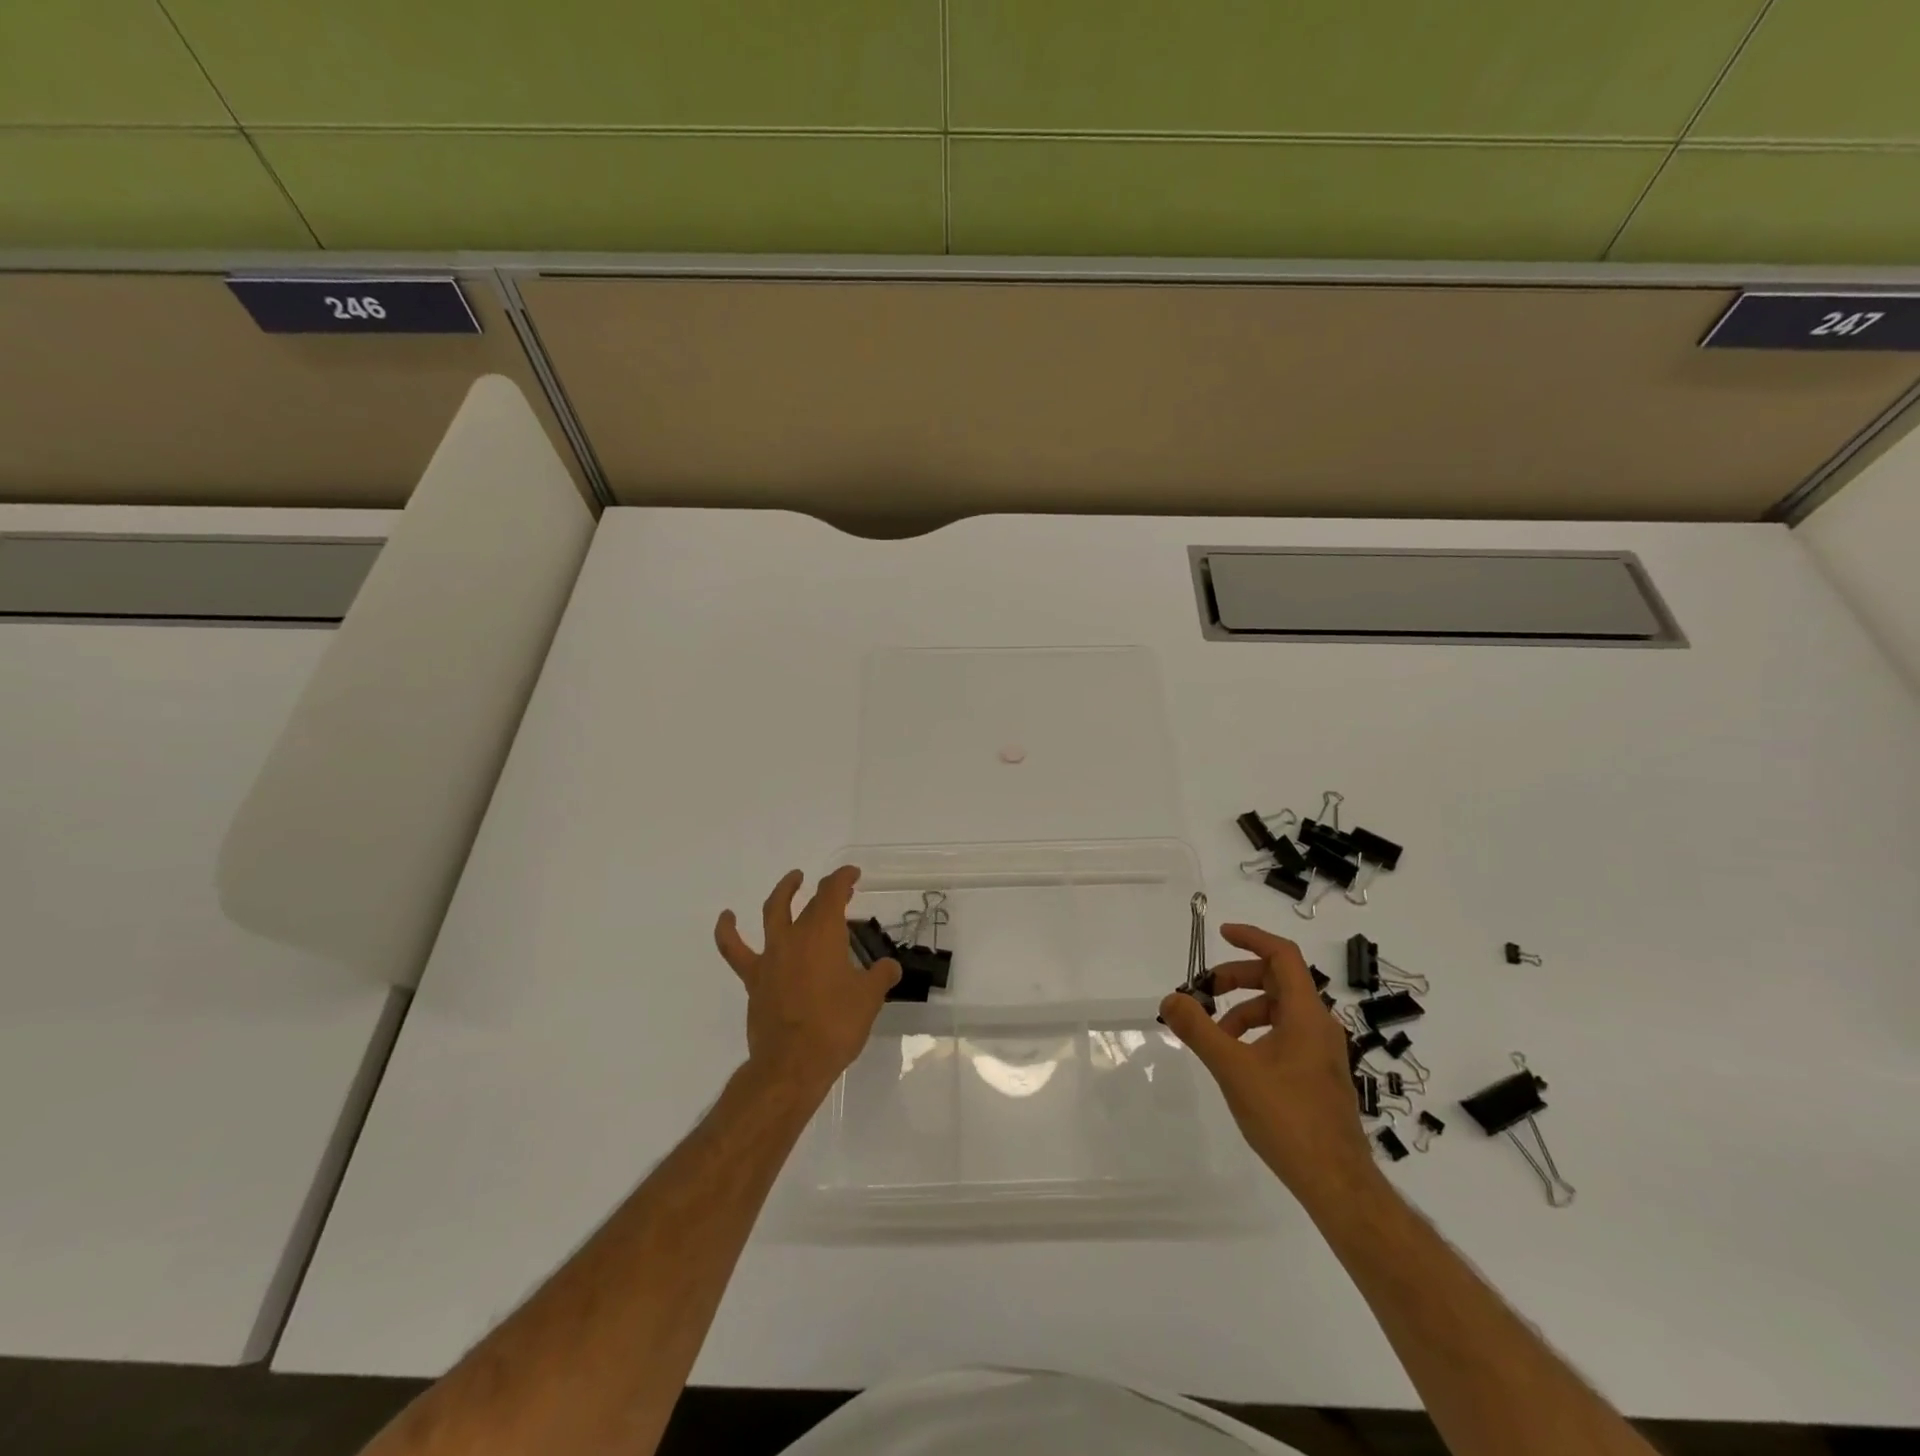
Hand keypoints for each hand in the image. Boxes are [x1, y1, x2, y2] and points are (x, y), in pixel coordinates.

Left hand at [715, 866, 900, 1095]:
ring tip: (793, 880)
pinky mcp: (754, 979)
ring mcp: (771, 956)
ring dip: (784, 893)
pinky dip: (728, 931)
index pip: (832, 893)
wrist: (792, 1064)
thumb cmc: (836, 1026)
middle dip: (826, 891)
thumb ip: (880, 977)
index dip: (842, 878)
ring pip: (773, 913)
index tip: (853, 875)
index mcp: (824, 934)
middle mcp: (795, 937)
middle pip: (809, 902)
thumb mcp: (869, 999)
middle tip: (839, 890)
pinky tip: (727, 918)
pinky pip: (736, 950)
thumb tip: (889, 967)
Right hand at [1159, 923, 1376, 1198]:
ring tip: (1214, 1034)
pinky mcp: (1319, 1075)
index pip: (1282, 955)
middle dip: (1237, 979)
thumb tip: (1171, 999)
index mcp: (1306, 1014)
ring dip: (1244, 1010)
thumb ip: (1199, 1030)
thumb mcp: (1233, 1068)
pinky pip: (1285, 1035)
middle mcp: (1319, 1025)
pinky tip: (1237, 1060)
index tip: (1221, 934)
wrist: (1336, 1182)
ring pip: (1280, 1010)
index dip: (1252, 938)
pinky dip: (1257, 1033)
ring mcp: (1322, 1052)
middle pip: (1278, 980)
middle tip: (1204, 992)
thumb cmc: (1287, 1117)